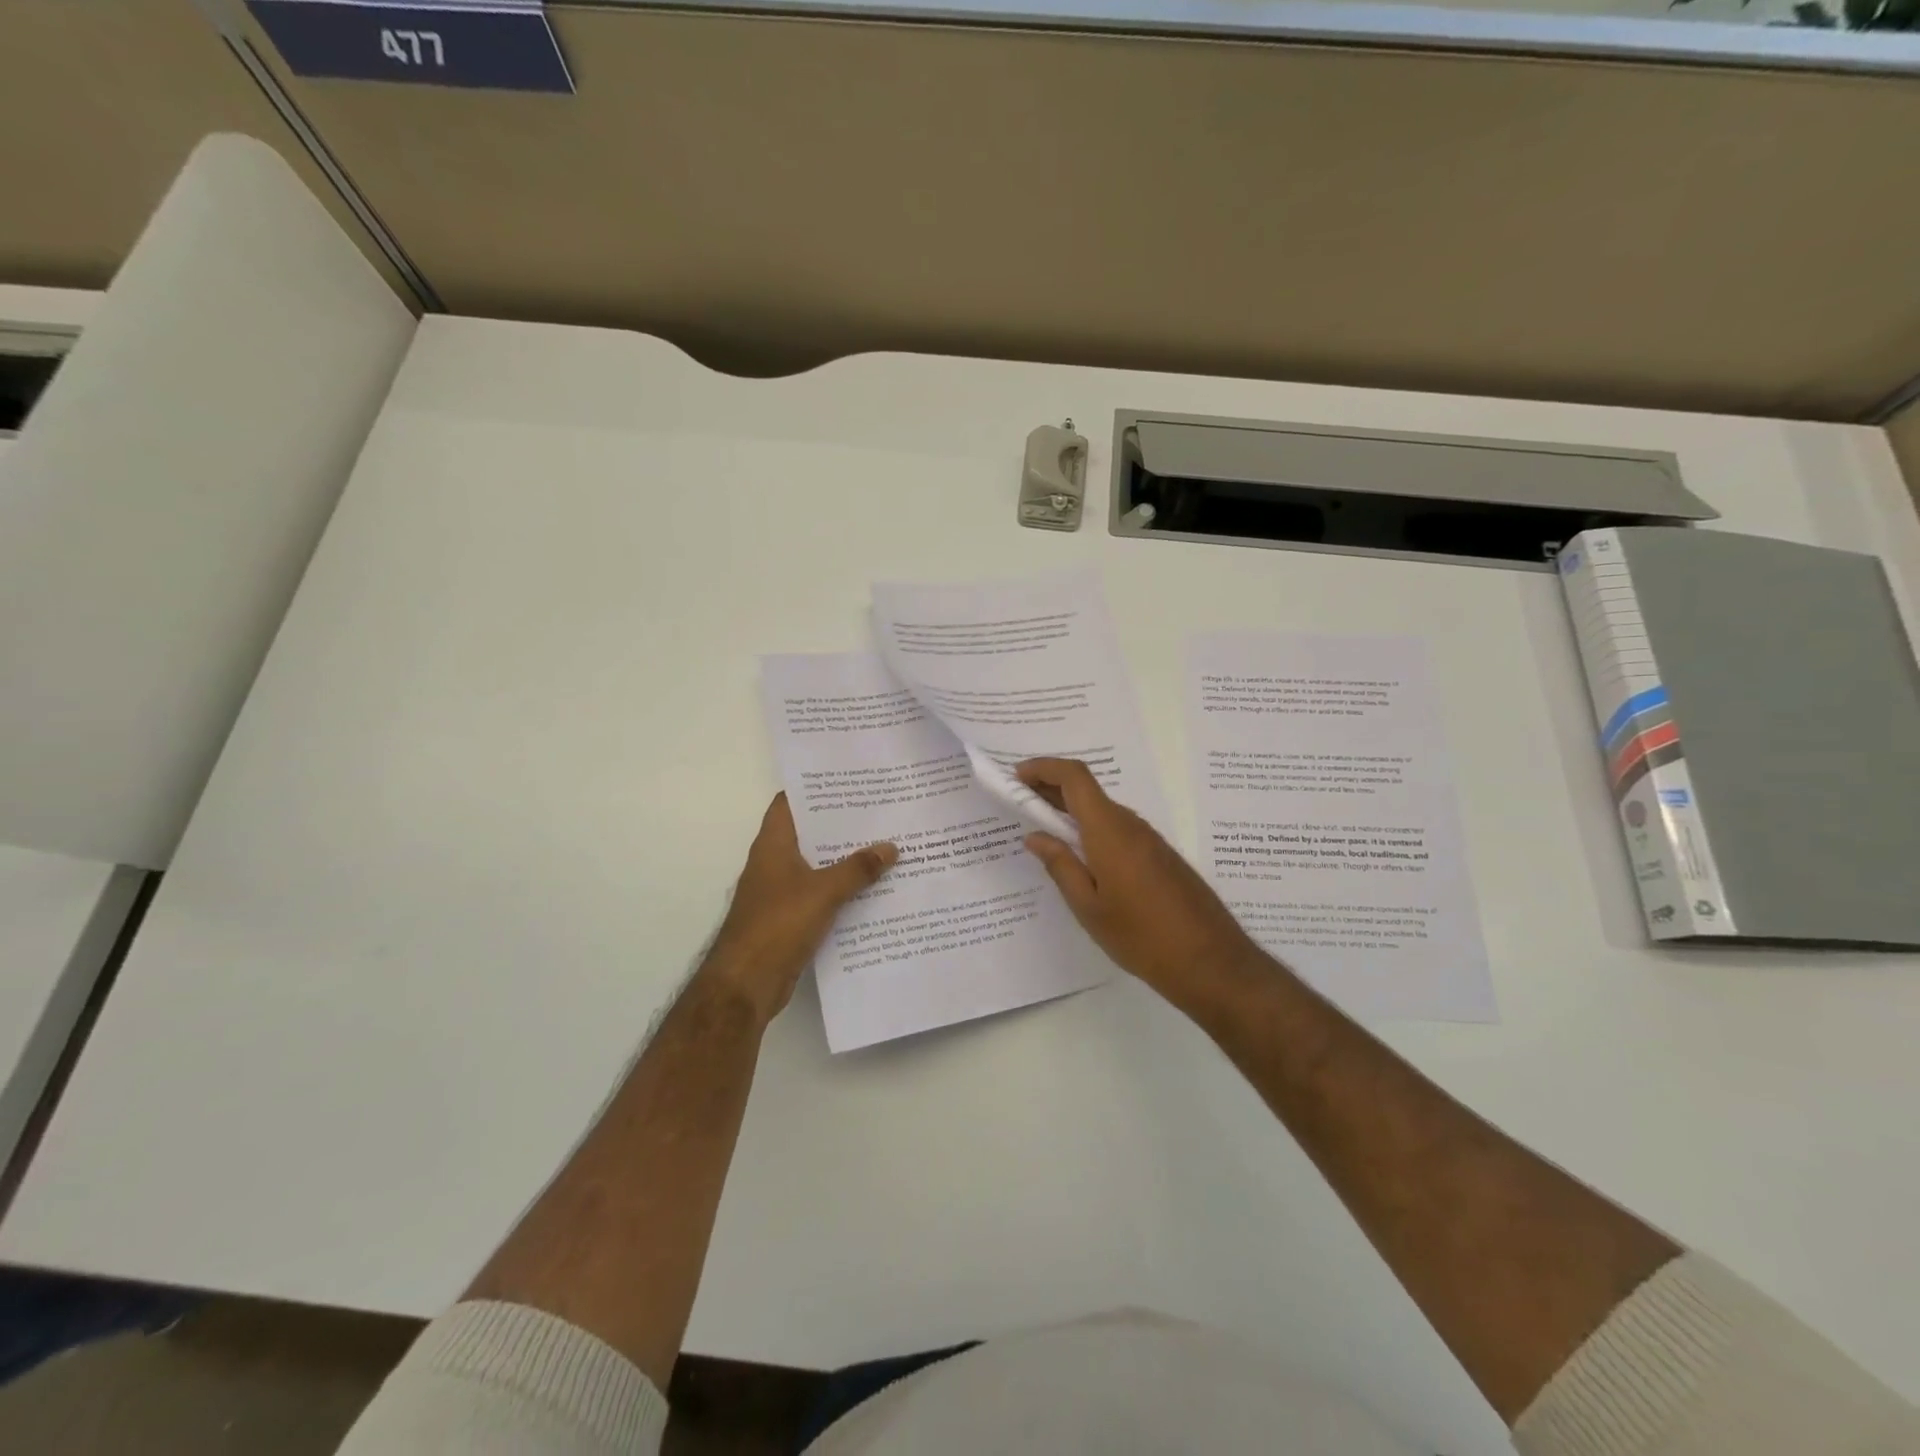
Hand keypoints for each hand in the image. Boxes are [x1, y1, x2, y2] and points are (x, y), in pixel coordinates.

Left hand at [702, 794, 896, 1024]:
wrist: (746, 983)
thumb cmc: (778, 924)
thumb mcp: (824, 891)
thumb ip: (857, 868)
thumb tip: (890, 847)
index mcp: (774, 844)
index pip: (790, 802)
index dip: (816, 789)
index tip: (849, 781)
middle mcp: (774, 862)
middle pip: (810, 833)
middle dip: (841, 824)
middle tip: (880, 811)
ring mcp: (780, 892)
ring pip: (818, 865)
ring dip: (845, 859)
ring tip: (884, 846)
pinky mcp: (789, 918)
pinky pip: (820, 895)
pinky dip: (842, 890)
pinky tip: (873, 890)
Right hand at [1018, 758, 1263, 1000]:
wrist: (1211, 962)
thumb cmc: (1141, 936)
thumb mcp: (1088, 906)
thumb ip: (1060, 865)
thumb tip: (1035, 835)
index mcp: (1109, 830)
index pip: (1074, 777)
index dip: (1044, 768)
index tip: (1016, 777)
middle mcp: (1131, 825)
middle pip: (1088, 791)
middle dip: (1052, 789)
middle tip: (1021, 805)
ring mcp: (1150, 840)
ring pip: (1104, 812)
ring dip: (1072, 812)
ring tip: (1045, 833)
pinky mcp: (1161, 857)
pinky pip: (1119, 830)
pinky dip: (1092, 830)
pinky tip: (1082, 857)